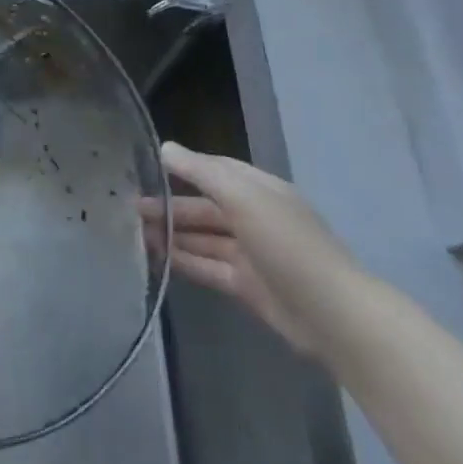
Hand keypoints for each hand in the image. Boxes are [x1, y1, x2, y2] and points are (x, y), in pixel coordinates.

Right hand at [137, 141, 359, 356]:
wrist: (332, 315)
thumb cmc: (287, 244)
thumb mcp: (243, 197)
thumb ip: (202, 172)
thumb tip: (165, 148)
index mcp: (260, 190)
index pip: (216, 170)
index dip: (184, 167)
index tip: (146, 167)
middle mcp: (254, 217)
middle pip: (205, 207)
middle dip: (170, 206)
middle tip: (130, 207)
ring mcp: (250, 253)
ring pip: (203, 238)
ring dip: (171, 234)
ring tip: (134, 232)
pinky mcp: (246, 286)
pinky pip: (207, 267)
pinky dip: (183, 261)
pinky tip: (156, 258)